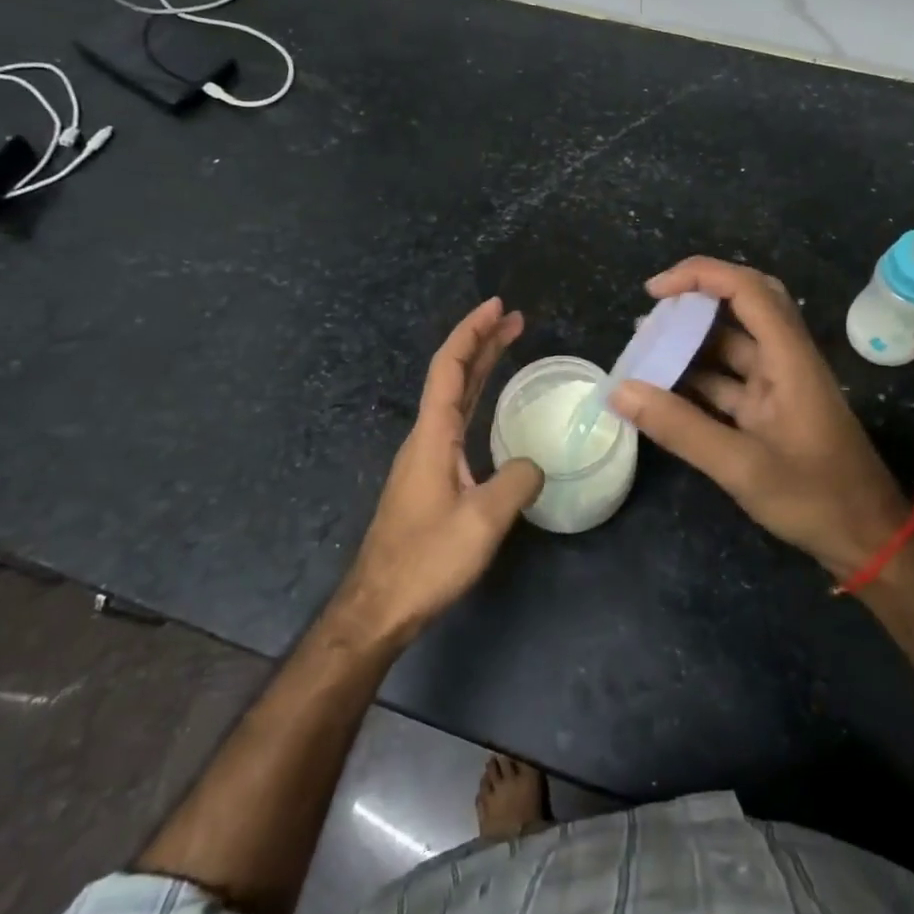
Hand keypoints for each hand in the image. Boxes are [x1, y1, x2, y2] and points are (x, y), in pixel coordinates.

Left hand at [336, 298, 543, 646]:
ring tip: (506, 346)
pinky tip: (489, 406)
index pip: (450, 367)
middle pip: (451, 375)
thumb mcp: (482, 521)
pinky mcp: (429, 477)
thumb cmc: (426, 560)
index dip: (472, 332)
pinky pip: (454, 420)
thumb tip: (534, 466)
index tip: (497, 308)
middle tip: (513, 318)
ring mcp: (425, 457)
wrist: (379, 606)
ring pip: (452, 397)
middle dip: (480, 341)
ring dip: (478, 367)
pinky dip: (475, 397)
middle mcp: (425, 437)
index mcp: (433, 435)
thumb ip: (516, 482)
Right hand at [610, 258, 907, 579]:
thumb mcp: (742, 467)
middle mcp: (785, 360)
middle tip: (653, 314)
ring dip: (692, 342)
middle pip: (744, 305)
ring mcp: (780, 385)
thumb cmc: (815, 498)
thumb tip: (620, 390)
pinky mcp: (772, 410)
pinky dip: (698, 378)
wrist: (868, 540)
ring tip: (645, 349)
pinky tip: (665, 390)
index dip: (699, 275)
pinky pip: (730, 380)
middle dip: (696, 300)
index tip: (654, 292)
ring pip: (733, 344)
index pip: (746, 289)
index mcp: (789, 358)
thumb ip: (680, 427)